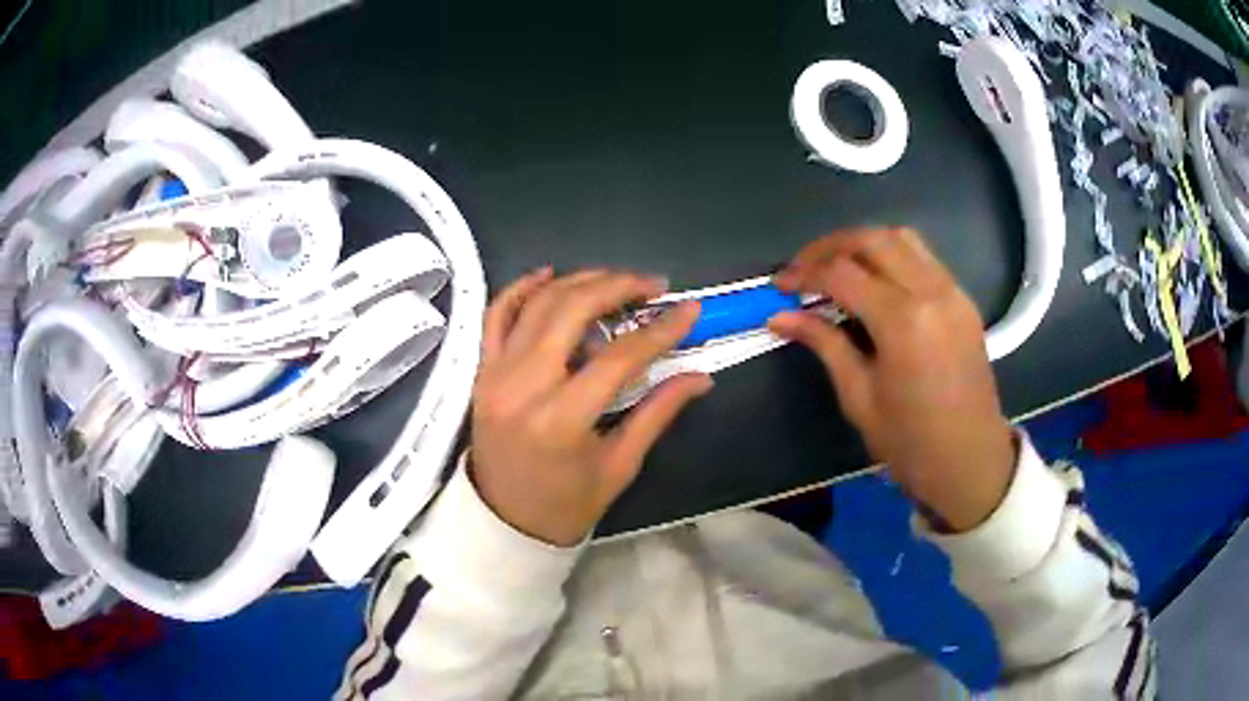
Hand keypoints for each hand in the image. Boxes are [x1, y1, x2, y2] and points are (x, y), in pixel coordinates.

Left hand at [470, 268, 712, 545]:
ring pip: (536, 304)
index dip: (659, 330)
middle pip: (571, 311)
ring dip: (578, 281)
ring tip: (615, 279)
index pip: (618, 358)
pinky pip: (496, 315)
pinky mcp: (482, 371)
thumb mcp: (619, 466)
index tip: (688, 310)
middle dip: (617, 287)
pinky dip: (521, 288)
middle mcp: (523, 387)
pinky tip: (550, 274)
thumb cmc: (566, 504)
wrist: (504, 522)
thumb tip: (701, 376)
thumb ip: (658, 413)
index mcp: (562, 420)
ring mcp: (495, 374)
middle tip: (652, 286)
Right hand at [769, 228, 1015, 531]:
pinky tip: (875, 281)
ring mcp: (952, 291)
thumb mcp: (859, 397)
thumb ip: (824, 344)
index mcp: (902, 321)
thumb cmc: (911, 442)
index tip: (779, 285)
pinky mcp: (963, 299)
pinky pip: (923, 257)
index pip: (842, 272)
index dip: (804, 272)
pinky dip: (892, 255)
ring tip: (837, 268)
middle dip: (830, 246)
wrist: (970, 462)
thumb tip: (780, 317)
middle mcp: (930, 291)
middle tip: (803, 268)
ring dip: (863, 243)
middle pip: (872, 239)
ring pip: (902, 237)